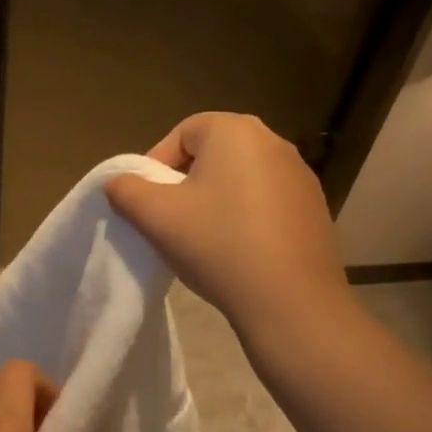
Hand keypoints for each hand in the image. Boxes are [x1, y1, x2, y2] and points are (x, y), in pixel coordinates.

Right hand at [105, 112, 351, 341]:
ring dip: (214, 202)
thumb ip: (125, 190)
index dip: (156, 165)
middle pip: (212, 154)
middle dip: (184, 183)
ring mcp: (300, 175)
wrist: (289, 300)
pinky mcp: (313, 208)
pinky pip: (264, 202)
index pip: (182, 133)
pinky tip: (236, 252)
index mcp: (236, 131)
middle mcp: (274, 142)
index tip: (147, 203)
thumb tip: (118, 182)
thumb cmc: (217, 245)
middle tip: (169, 221)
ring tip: (201, 239)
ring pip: (238, 179)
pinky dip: (244, 218)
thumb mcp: (155, 216)